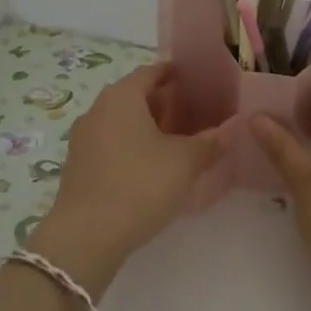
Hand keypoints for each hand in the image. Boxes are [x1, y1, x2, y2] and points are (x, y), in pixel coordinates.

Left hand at [29, 63, 222, 291]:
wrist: (84, 239)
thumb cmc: (138, 185)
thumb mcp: (184, 162)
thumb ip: (210, 141)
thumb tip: (232, 128)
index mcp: (122, 96)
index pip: (153, 71)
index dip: (178, 74)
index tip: (201, 83)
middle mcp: (98, 109)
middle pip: (138, 96)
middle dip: (167, 104)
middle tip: (198, 116)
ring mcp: (84, 139)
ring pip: (124, 122)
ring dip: (150, 128)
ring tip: (181, 143)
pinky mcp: (79, 167)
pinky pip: (112, 145)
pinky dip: (134, 148)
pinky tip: (154, 168)